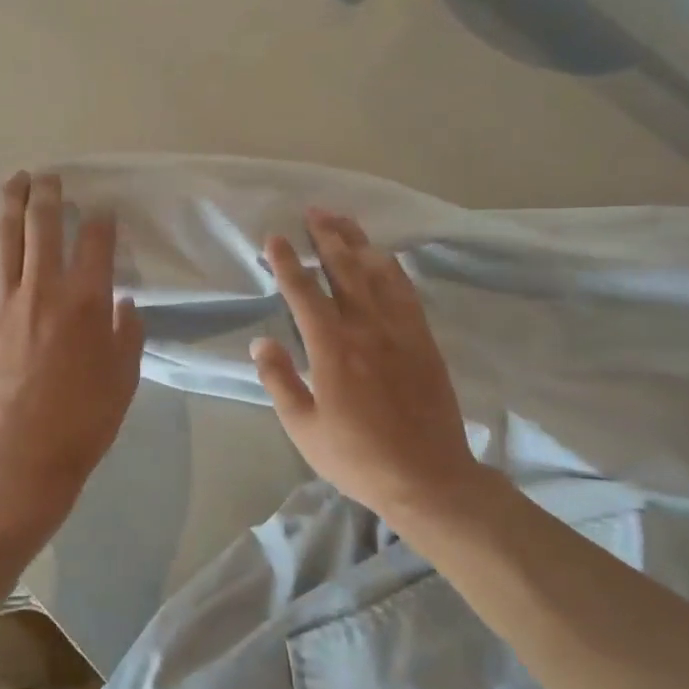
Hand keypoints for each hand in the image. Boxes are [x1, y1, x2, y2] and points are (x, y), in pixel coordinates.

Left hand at [0, 172, 145, 500]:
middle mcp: (44, 290)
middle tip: (52, 178)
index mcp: (87, 302)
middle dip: (50, 194)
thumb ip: (128, 334)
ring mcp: (2, 302)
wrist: (23, 458)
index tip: (101, 211)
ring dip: (10, 201)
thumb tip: (123, 303)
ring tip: (16, 179)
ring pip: (5, 238)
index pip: (97, 242)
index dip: (101, 220)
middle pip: (45, 226)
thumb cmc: (83, 422)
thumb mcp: (125, 379)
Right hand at [252, 210, 483, 524]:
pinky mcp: (424, 340)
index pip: (304, 292)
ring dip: (358, 242)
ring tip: (343, 220)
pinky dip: (391, 268)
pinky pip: (406, 291)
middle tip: (312, 211)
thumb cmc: (357, 457)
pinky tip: (383, 256)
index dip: (288, 262)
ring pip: (377, 273)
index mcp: (332, 349)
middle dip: (326, 237)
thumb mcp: (303, 428)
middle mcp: (367, 328)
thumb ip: (280, 381)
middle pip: (344, 270)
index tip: (275, 238)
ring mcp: (400, 331)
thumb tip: (261, 342)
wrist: (427, 477)